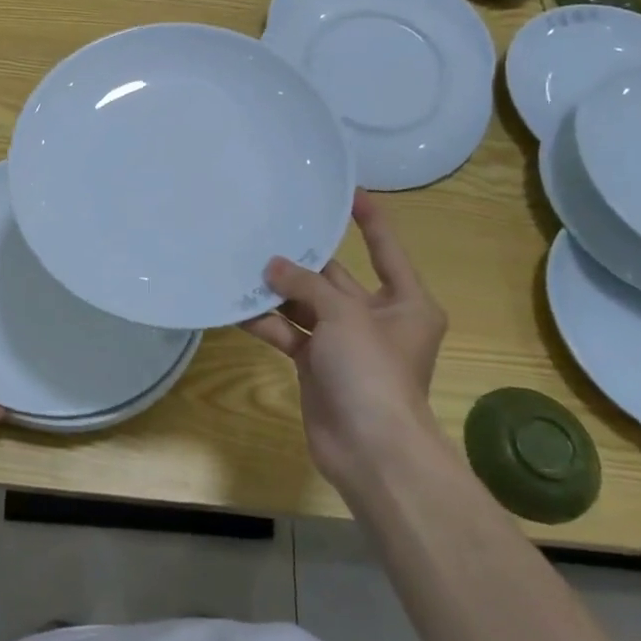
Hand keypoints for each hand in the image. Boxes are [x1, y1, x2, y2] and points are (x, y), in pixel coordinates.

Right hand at [241, 191, 447, 497]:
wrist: (370, 449)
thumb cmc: (373, 372)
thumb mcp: (345, 317)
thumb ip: (306, 286)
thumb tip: (271, 266)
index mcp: (406, 302)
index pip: (386, 249)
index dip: (368, 219)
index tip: (345, 191)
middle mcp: (376, 317)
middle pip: (335, 278)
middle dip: (302, 260)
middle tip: (265, 231)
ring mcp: (344, 343)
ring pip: (306, 306)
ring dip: (277, 292)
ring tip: (240, 265)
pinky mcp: (317, 364)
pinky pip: (289, 333)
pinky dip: (266, 323)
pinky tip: (234, 308)